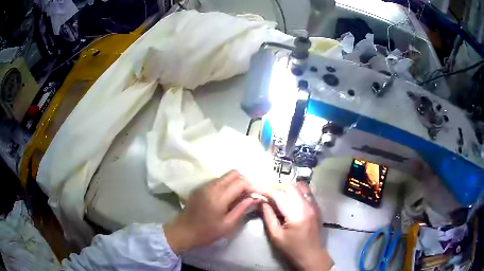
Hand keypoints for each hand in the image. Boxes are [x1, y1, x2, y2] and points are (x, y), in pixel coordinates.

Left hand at [164, 170, 257, 253]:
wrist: (183, 232)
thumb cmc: (206, 232)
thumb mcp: (227, 224)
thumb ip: (241, 209)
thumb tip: (254, 198)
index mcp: (219, 196)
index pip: (240, 182)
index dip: (252, 186)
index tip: (257, 195)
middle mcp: (211, 186)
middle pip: (233, 173)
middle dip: (244, 181)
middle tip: (249, 194)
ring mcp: (204, 186)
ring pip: (225, 176)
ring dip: (235, 182)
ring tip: (239, 196)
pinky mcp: (200, 188)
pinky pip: (217, 181)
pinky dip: (226, 185)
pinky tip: (227, 197)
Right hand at [262, 183, 332, 270]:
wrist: (311, 255)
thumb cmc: (292, 248)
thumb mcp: (276, 236)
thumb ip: (268, 217)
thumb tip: (263, 202)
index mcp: (296, 214)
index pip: (279, 195)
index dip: (267, 191)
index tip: (257, 191)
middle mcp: (307, 205)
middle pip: (290, 187)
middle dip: (276, 188)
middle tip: (267, 195)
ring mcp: (314, 205)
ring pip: (300, 186)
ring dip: (287, 188)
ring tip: (278, 196)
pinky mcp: (316, 207)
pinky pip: (307, 192)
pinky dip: (296, 191)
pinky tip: (290, 199)